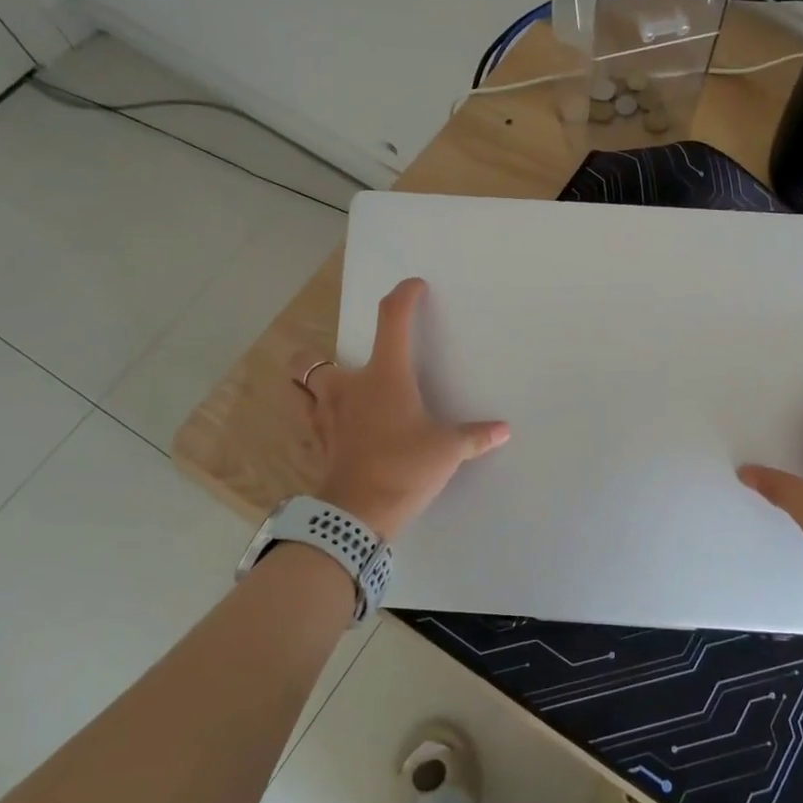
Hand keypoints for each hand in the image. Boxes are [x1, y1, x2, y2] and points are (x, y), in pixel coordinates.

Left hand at [293, 277, 509, 541]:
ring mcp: (324, 417)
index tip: (414, 287)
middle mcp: (348, 388)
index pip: (392, 320)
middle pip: (310, 359)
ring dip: (308, 385)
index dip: (404, 297)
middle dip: (318, 356)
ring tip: (329, 392)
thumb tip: (503, 430)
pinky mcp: (317, 445)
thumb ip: (474, 436)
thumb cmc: (404, 468)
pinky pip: (306, 423)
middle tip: (345, 365)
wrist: (357, 515)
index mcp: (384, 376)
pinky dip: (314, 419)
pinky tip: (332, 429)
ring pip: (299, 389)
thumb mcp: (447, 451)